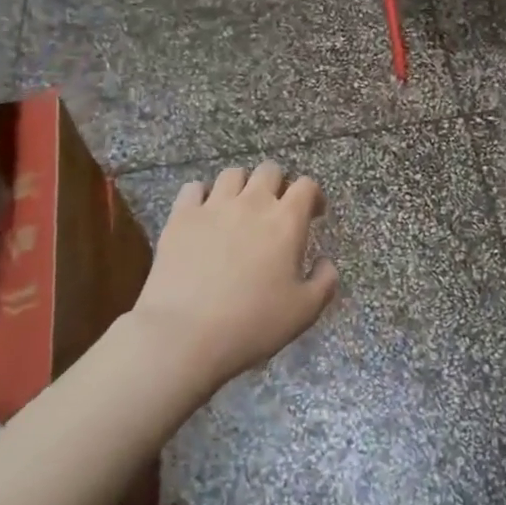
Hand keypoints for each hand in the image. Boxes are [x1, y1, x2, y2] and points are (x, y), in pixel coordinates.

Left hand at [131, 163, 339, 389]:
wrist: (185, 334)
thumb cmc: (253, 323)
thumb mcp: (305, 311)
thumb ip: (325, 281)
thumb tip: (325, 262)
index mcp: (286, 222)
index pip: (306, 186)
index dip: (313, 196)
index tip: (313, 214)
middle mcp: (251, 203)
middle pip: (269, 171)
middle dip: (278, 185)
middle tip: (276, 211)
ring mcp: (213, 206)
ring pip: (232, 174)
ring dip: (242, 186)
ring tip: (239, 209)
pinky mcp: (181, 217)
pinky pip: (194, 188)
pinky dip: (203, 195)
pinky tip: (204, 215)